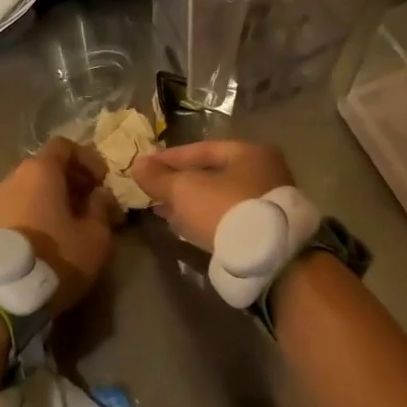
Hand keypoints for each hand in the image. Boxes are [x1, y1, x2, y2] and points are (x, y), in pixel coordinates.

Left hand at [0, 137, 121, 312]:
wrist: (4, 294)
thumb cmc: (56, 256)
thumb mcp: (95, 236)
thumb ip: (101, 208)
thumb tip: (100, 195)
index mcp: (40, 170)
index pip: (64, 146)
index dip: (87, 159)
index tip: (102, 181)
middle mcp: (14, 177)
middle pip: (46, 166)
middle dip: (72, 180)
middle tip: (93, 203)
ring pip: (32, 187)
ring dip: (55, 197)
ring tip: (74, 222)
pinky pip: (20, 205)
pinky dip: (38, 210)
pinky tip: (52, 235)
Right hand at [130, 139, 294, 250]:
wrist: (269, 257)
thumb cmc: (225, 209)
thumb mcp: (185, 190)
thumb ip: (159, 177)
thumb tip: (137, 164)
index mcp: (250, 152)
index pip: (202, 149)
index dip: (170, 158)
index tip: (146, 167)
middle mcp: (265, 172)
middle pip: (213, 174)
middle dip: (181, 184)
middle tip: (155, 192)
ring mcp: (268, 202)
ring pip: (220, 198)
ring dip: (192, 204)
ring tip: (166, 213)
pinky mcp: (267, 230)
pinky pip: (230, 217)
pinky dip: (207, 219)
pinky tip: (189, 229)